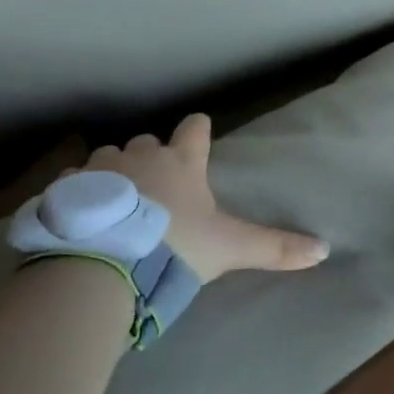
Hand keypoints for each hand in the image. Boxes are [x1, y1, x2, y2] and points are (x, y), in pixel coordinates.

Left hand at [75, 113, 328, 281]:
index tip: (199, 134)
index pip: (195, 128)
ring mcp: (101, 169)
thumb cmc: (174, 247)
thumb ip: (275, 248)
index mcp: (182, 162)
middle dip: (152, 157)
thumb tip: (325, 249)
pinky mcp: (68, 188)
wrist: (105, 265)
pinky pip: (74, 182)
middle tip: (156, 188)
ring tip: (116, 204)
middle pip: (148, 142)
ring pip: (109, 159)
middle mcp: (142, 155)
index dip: (198, 130)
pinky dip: (79, 193)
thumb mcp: (229, 249)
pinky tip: (81, 216)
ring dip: (114, 174)